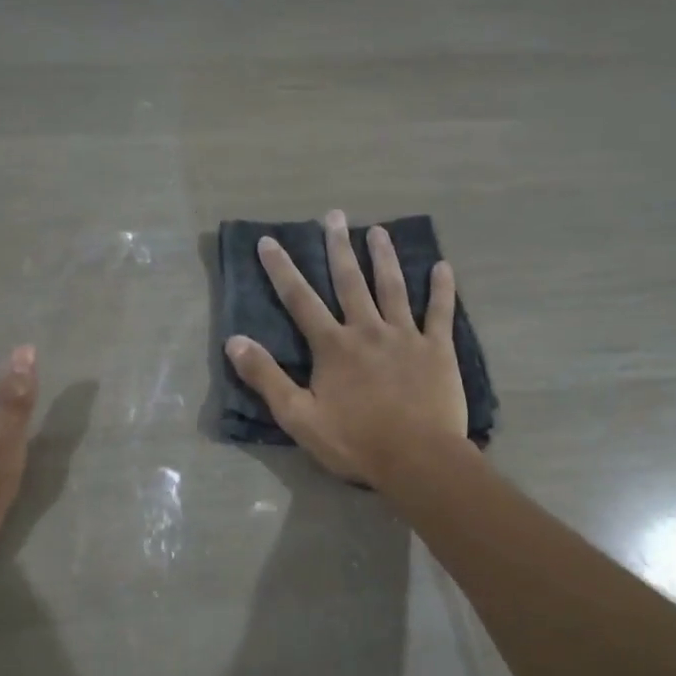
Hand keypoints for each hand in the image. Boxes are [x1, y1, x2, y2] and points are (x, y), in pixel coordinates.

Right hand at [226, 209, 469, 487]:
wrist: (417, 459)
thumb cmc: (355, 442)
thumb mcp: (298, 416)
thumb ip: (267, 377)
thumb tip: (233, 341)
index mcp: (333, 346)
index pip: (300, 300)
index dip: (282, 270)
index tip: (269, 241)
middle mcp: (367, 330)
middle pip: (350, 282)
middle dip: (338, 248)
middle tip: (334, 216)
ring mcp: (405, 336)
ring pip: (393, 287)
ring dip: (384, 257)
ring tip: (378, 231)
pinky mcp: (437, 350)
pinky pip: (440, 312)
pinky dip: (442, 289)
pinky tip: (442, 266)